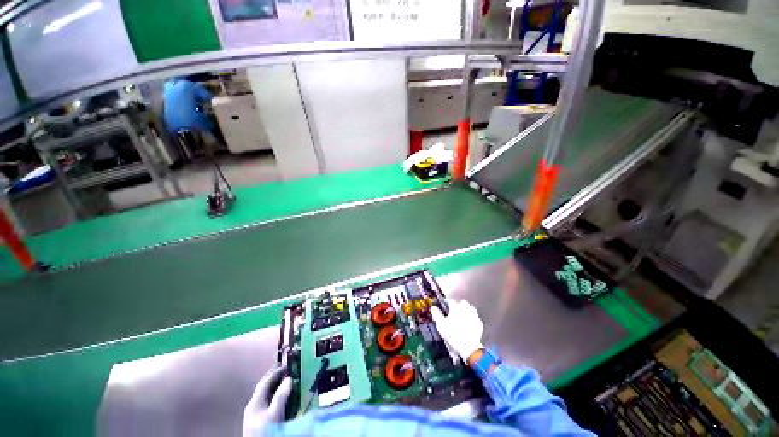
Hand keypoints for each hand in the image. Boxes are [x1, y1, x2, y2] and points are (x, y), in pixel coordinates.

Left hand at [243, 365, 292, 436]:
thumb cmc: (266, 430)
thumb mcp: (275, 413)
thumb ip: (281, 396)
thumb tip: (289, 379)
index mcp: (254, 402)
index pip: (265, 382)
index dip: (275, 373)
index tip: (286, 366)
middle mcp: (252, 407)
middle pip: (263, 388)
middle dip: (273, 378)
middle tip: (284, 370)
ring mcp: (254, 415)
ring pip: (265, 396)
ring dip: (274, 387)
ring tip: (284, 381)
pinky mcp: (258, 422)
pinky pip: (267, 403)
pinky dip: (274, 396)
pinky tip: (279, 399)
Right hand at [430, 299, 483, 361]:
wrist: (469, 347)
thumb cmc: (452, 334)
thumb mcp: (440, 324)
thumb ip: (436, 314)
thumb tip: (433, 307)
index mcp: (456, 307)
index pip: (451, 301)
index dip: (447, 302)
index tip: (444, 305)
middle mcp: (466, 309)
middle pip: (462, 303)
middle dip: (458, 305)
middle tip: (454, 311)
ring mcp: (474, 316)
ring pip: (470, 309)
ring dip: (466, 311)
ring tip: (462, 317)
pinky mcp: (479, 323)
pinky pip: (475, 318)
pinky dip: (472, 320)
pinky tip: (469, 325)